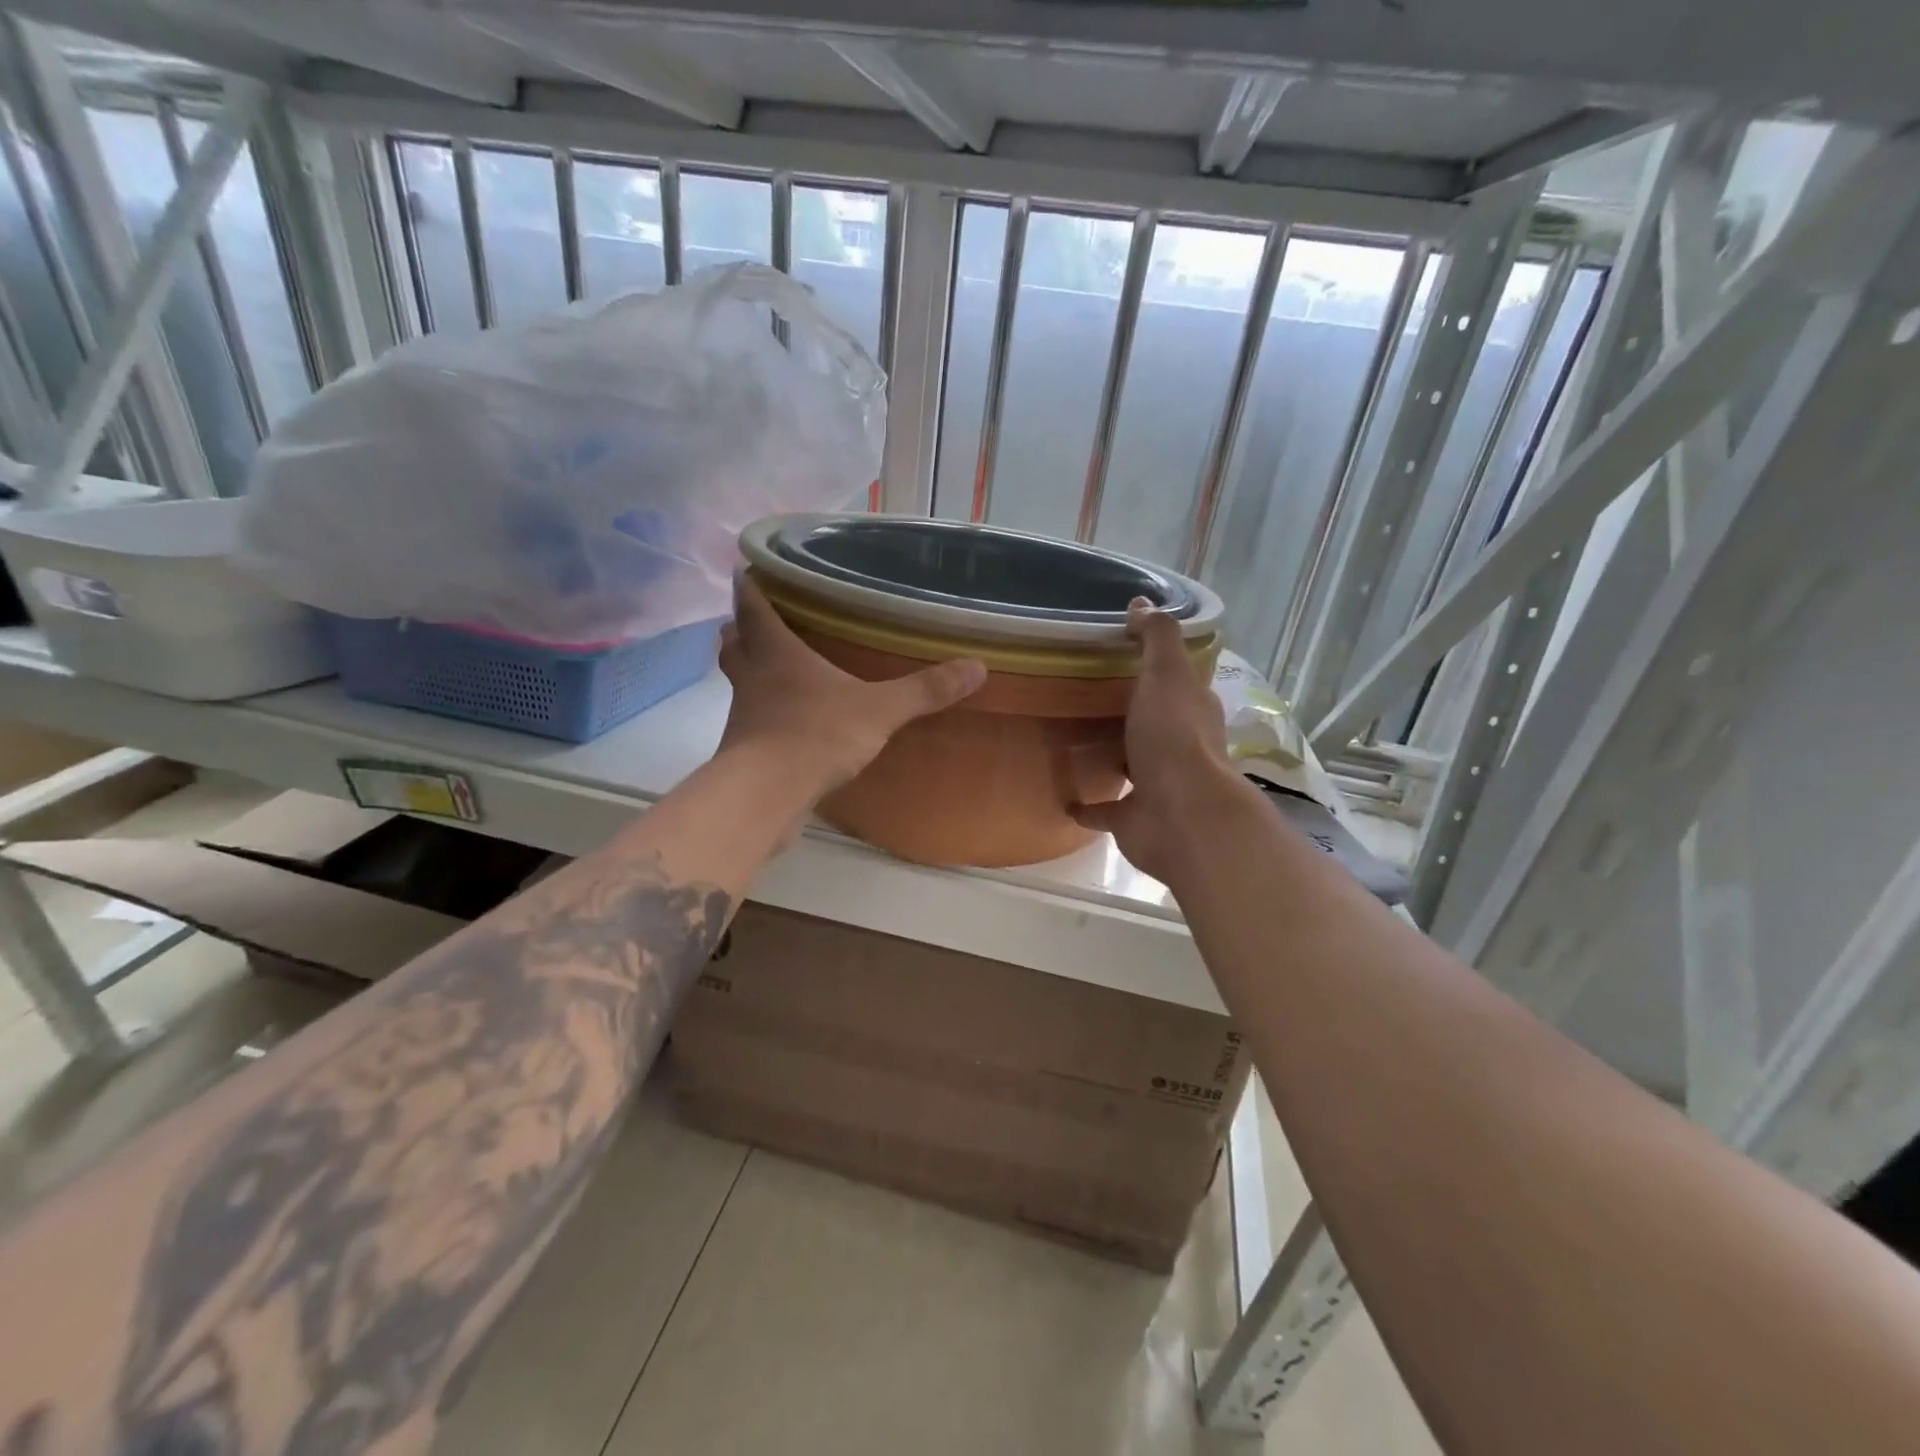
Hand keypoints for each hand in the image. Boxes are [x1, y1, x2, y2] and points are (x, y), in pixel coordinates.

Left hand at [717, 575, 986, 797]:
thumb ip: (924, 690)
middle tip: (760, 619)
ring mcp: (744, 715)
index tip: (749, 568)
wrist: (766, 797)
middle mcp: (753, 677)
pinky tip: (788, 723)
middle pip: (735, 641)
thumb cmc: (816, 735)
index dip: (750, 584)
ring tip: (776, 668)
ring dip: (751, 670)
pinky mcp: (743, 751)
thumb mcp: (879, 710)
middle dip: (743, 627)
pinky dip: (763, 714)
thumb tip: (977, 667)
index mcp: (776, 652)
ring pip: (740, 681)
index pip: (752, 605)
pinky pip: (751, 721)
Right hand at [1070, 599, 1249, 882]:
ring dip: (1109, 756)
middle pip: (1152, 724)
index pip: (1178, 683)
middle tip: (1084, 696)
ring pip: (1131, 765)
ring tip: (1069, 740)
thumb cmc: (1173, 738)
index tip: (1121, 653)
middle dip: (1128, 714)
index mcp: (1192, 711)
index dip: (1156, 668)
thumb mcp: (1166, 674)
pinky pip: (1105, 809)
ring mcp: (1158, 786)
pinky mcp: (1134, 818)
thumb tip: (1142, 603)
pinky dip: (1087, 805)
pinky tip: (1064, 796)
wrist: (1180, 815)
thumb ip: (1156, 638)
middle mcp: (1179, 748)